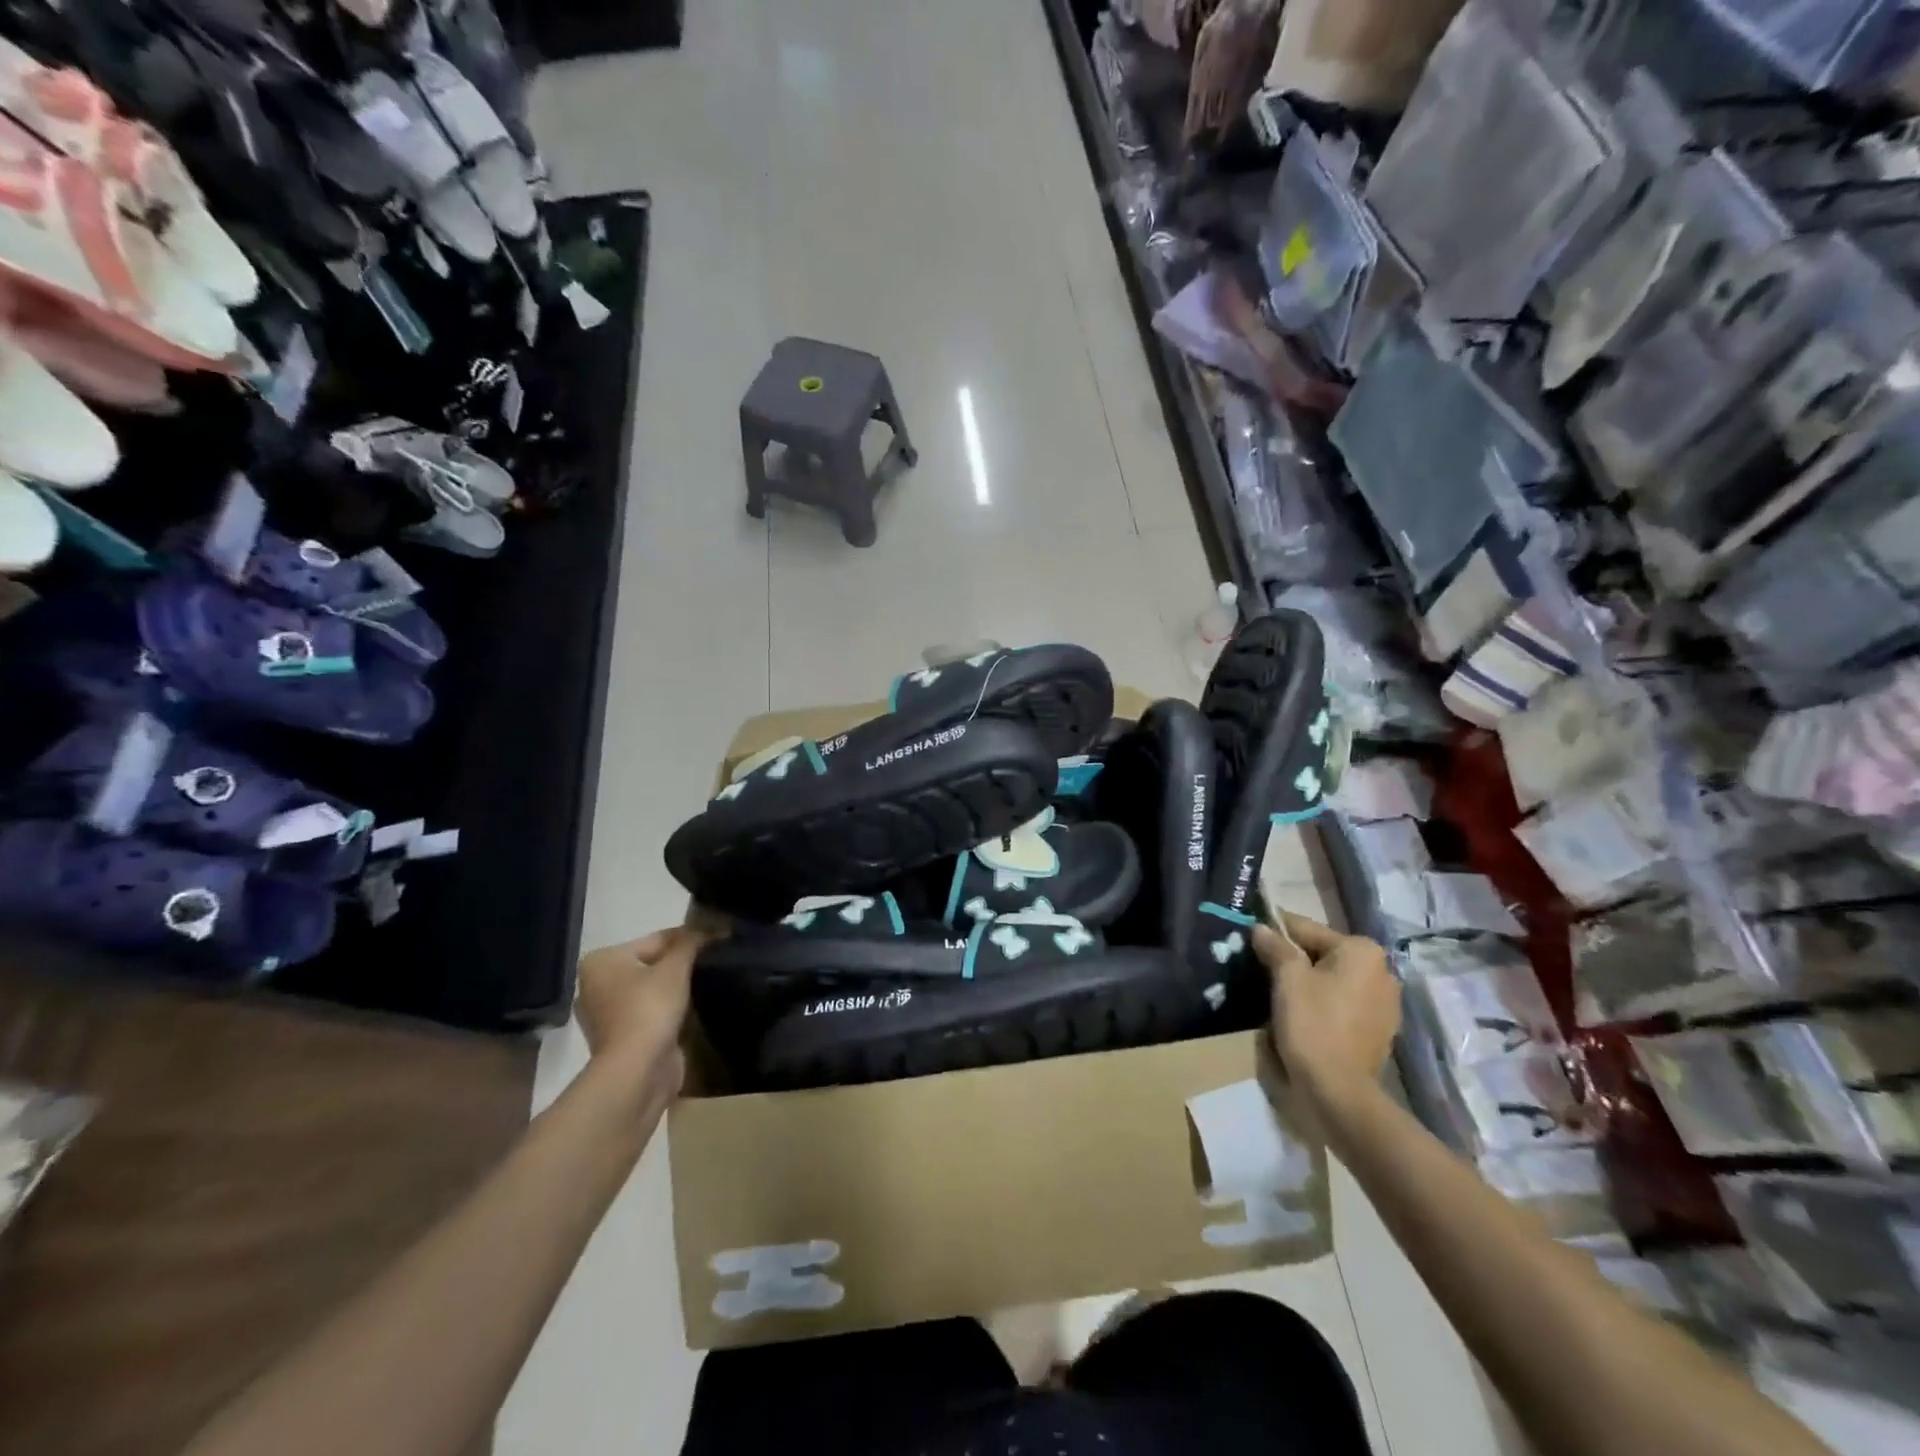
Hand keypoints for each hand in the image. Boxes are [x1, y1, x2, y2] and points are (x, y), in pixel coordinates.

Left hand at [574, 928, 705, 1101]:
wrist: (637, 1071)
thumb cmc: (650, 1009)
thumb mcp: (676, 967)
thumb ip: (691, 942)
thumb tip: (711, 926)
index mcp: (601, 961)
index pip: (655, 939)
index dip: (689, 938)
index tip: (718, 938)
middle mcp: (595, 985)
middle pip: (650, 963)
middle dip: (680, 964)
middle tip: (714, 961)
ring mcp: (604, 1015)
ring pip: (650, 990)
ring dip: (674, 988)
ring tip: (706, 983)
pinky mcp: (619, 1039)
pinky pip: (649, 1012)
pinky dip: (667, 1010)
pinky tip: (691, 1008)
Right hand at [1254, 912, 1399, 1114]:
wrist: (1338, 1090)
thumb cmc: (1313, 1024)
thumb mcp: (1287, 978)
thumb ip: (1275, 946)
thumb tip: (1261, 928)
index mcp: (1362, 950)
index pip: (1306, 929)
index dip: (1275, 932)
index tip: (1252, 938)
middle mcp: (1382, 970)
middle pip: (1323, 953)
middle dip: (1294, 959)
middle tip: (1262, 970)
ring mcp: (1386, 1003)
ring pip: (1335, 979)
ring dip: (1310, 982)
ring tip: (1280, 995)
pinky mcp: (1381, 1029)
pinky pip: (1344, 1003)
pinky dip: (1325, 1003)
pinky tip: (1304, 1016)